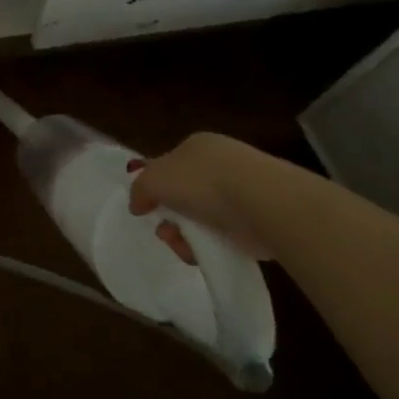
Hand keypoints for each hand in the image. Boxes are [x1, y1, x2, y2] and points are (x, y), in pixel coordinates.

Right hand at [128, 132, 289, 260]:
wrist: (260, 203)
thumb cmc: (202, 182)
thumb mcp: (154, 179)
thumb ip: (139, 189)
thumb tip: (138, 204)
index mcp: (196, 146)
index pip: (169, 165)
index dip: (155, 187)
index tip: (148, 209)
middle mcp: (219, 164)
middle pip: (183, 194)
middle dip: (170, 217)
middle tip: (166, 232)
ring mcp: (241, 191)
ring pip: (201, 217)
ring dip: (186, 235)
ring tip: (184, 247)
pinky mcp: (256, 219)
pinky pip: (223, 234)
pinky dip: (210, 245)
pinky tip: (204, 253)